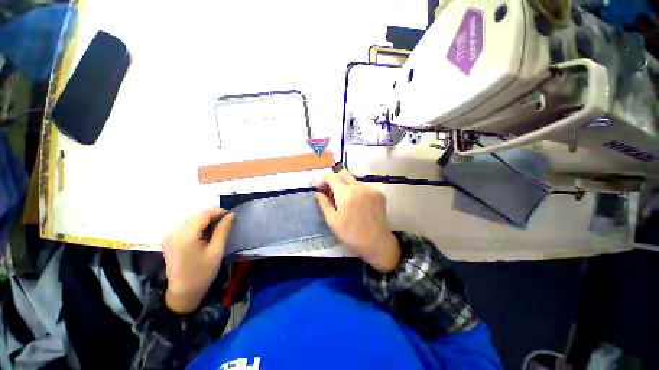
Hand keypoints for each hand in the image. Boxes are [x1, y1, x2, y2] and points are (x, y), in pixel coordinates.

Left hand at [162, 208, 233, 313]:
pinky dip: (198, 226)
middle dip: (213, 216)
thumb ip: (223, 230)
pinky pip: (187, 226)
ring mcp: (169, 235)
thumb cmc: (202, 274)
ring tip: (218, 229)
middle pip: (197, 216)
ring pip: (192, 219)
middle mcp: (174, 232)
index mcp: (185, 236)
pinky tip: (205, 234)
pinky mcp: (169, 239)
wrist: (182, 293)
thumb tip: (231, 215)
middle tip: (227, 222)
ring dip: (206, 221)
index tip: (231, 215)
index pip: (203, 214)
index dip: (219, 211)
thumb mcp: (216, 251)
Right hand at [315, 170, 400, 272]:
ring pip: (354, 180)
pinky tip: (359, 204)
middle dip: (335, 179)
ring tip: (346, 201)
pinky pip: (365, 187)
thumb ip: (324, 204)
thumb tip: (317, 193)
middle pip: (344, 173)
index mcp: (345, 193)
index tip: (320, 187)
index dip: (324, 179)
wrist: (377, 243)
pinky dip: (358, 192)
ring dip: (347, 186)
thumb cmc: (351, 234)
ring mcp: (371, 189)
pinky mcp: (379, 194)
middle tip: (332, 192)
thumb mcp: (333, 221)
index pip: (332, 177)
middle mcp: (359, 187)